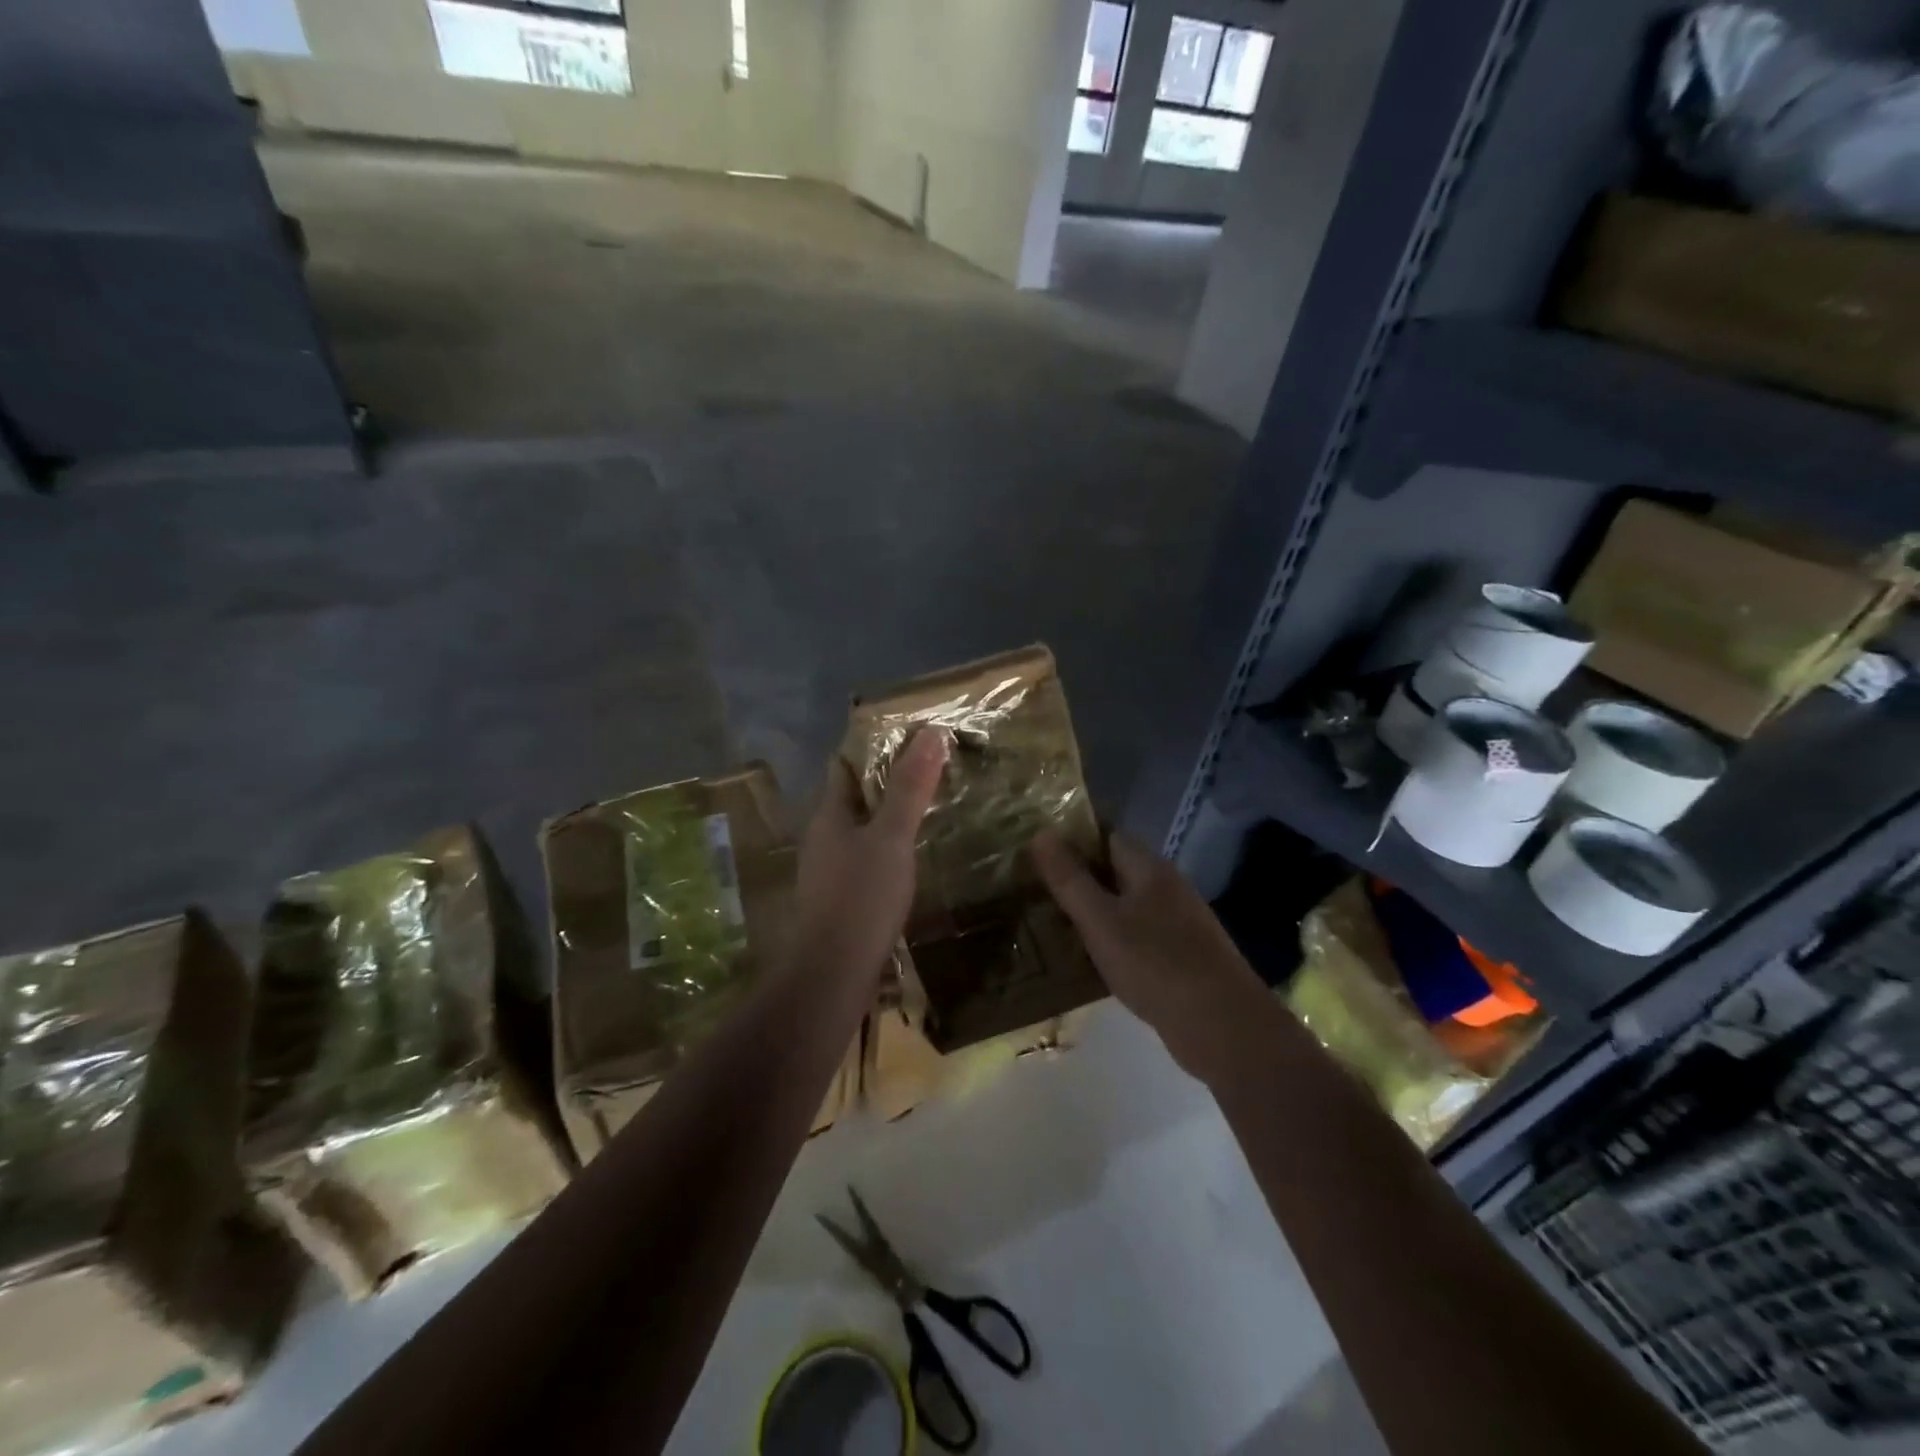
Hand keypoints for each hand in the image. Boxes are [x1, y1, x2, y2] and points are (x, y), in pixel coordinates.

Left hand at [790, 729, 948, 983]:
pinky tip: (910, 859)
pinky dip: (886, 851)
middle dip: (885, 784)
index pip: (844, 767)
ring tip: (926, 812)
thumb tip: (929, 733)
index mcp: (829, 815)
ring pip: (859, 832)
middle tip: (928, 773)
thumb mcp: (892, 837)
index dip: (872, 749)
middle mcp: (823, 838)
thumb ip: (910, 788)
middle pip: (852, 798)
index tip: (910, 739)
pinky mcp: (839, 900)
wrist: (833, 973)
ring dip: (886, 819)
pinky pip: (864, 861)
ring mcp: (828, 871)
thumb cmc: (862, 896)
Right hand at [1032, 828, 1267, 1077]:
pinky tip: (1091, 958)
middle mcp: (1167, 886)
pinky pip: (1138, 934)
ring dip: (1095, 910)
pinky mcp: (1183, 955)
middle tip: (1035, 889)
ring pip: (1126, 904)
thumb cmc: (1156, 964)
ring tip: (1053, 923)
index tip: (1036, 852)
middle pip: (1116, 869)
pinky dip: (1113, 939)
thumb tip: (1041, 833)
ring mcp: (1179, 922)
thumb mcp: (1101, 921)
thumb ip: (1070, 879)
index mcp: (1150, 868)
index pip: (1106, 835)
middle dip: (1079, 877)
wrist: (1223, 1026)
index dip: (1072, 839)